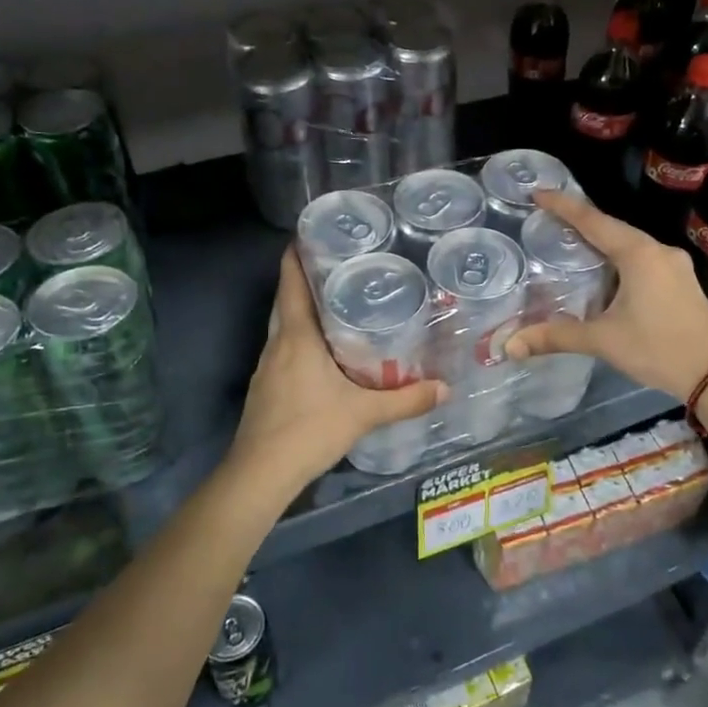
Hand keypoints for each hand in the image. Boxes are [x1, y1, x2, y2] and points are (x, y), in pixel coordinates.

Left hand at [226, 249, 446, 498]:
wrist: (261, 473)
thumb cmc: (309, 429)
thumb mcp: (364, 413)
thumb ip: (405, 400)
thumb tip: (446, 389)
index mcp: (297, 337)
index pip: (291, 282)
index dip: (296, 254)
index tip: (312, 233)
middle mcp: (278, 344)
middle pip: (286, 300)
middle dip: (305, 279)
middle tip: (339, 266)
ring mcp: (267, 366)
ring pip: (284, 326)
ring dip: (303, 310)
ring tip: (338, 302)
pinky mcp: (265, 387)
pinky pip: (284, 349)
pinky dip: (301, 338)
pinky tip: (323, 351)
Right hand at [504, 190, 707, 401]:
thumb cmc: (658, 348)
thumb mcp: (604, 341)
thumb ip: (557, 336)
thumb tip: (510, 346)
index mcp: (638, 254)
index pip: (593, 221)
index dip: (564, 206)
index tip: (539, 193)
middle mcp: (658, 251)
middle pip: (613, 228)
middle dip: (582, 222)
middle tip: (550, 219)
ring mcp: (675, 266)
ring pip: (630, 244)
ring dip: (602, 242)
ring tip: (573, 243)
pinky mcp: (682, 282)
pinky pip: (643, 259)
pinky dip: (619, 259)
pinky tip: (606, 272)